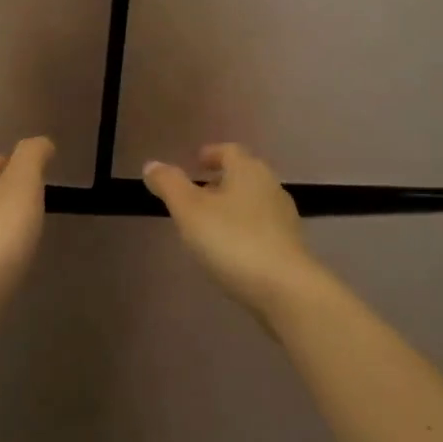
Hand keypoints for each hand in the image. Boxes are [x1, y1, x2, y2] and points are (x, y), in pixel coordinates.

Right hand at [142, 144, 325, 318]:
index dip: (211, 154)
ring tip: (210, 223)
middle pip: (244, 174)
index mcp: (248, 170)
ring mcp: (284, 217)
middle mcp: (271, 186)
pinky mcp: (291, 246)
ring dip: (233, 205)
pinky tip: (231, 248)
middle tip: (198, 192)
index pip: (229, 151)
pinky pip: (262, 226)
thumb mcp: (190, 211)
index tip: (196, 162)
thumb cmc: (233, 241)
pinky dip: (244, 228)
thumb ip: (169, 185)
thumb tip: (151, 165)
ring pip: (253, 201)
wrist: (286, 290)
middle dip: (221, 180)